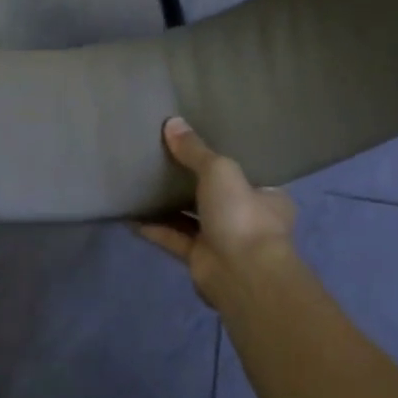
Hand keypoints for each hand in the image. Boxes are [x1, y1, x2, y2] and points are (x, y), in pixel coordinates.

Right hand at [135, 116, 297, 308]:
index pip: (246, 174)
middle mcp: (247, 218)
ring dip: (169, 204)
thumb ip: (195, 150)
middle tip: (164, 159)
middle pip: (215, 195)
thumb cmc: (242, 214)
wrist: (242, 274)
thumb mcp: (220, 170)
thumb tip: (172, 123)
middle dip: (192, 182)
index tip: (199, 146)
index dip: (223, 161)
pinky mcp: (200, 259)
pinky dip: (154, 227)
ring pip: (192, 217)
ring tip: (142, 182)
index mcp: (266, 196)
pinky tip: (131, 215)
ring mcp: (223, 241)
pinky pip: (173, 238)